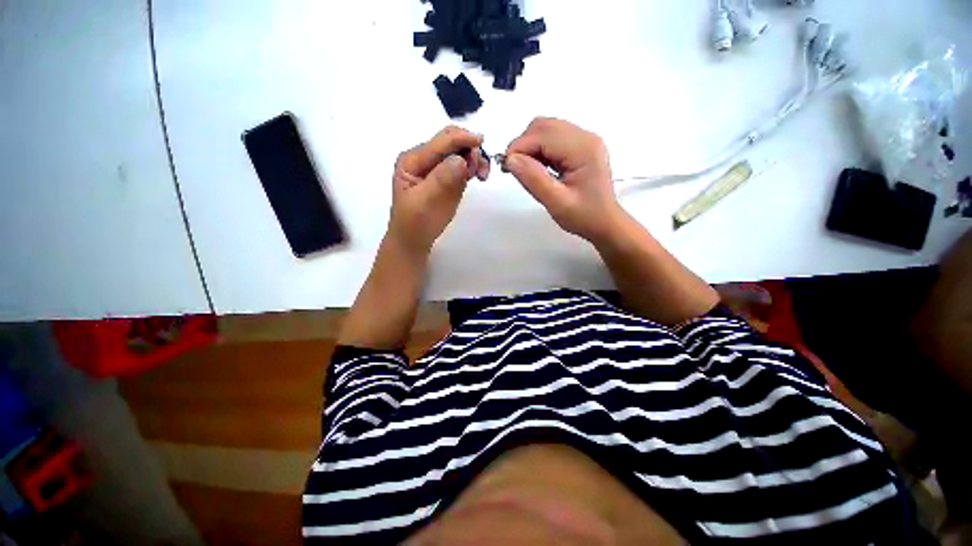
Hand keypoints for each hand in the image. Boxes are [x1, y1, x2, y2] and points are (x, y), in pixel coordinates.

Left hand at [389, 126, 490, 254]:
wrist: (414, 240)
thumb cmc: (415, 222)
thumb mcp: (424, 201)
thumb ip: (441, 179)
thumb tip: (461, 160)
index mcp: (413, 160)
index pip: (440, 142)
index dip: (461, 139)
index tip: (481, 142)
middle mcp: (425, 158)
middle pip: (451, 142)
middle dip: (469, 148)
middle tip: (481, 169)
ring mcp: (438, 167)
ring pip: (461, 151)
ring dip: (475, 158)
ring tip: (482, 175)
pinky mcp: (449, 177)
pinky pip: (464, 165)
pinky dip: (474, 166)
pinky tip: (479, 176)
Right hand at [504, 118, 625, 242]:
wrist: (604, 223)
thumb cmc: (584, 216)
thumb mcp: (556, 203)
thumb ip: (533, 180)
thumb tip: (510, 160)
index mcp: (582, 148)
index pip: (542, 134)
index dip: (519, 147)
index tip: (506, 168)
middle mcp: (584, 137)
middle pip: (543, 126)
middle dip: (523, 145)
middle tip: (513, 169)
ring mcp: (583, 140)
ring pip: (546, 130)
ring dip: (529, 146)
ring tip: (524, 170)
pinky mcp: (579, 147)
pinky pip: (552, 139)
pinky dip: (538, 150)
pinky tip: (537, 168)